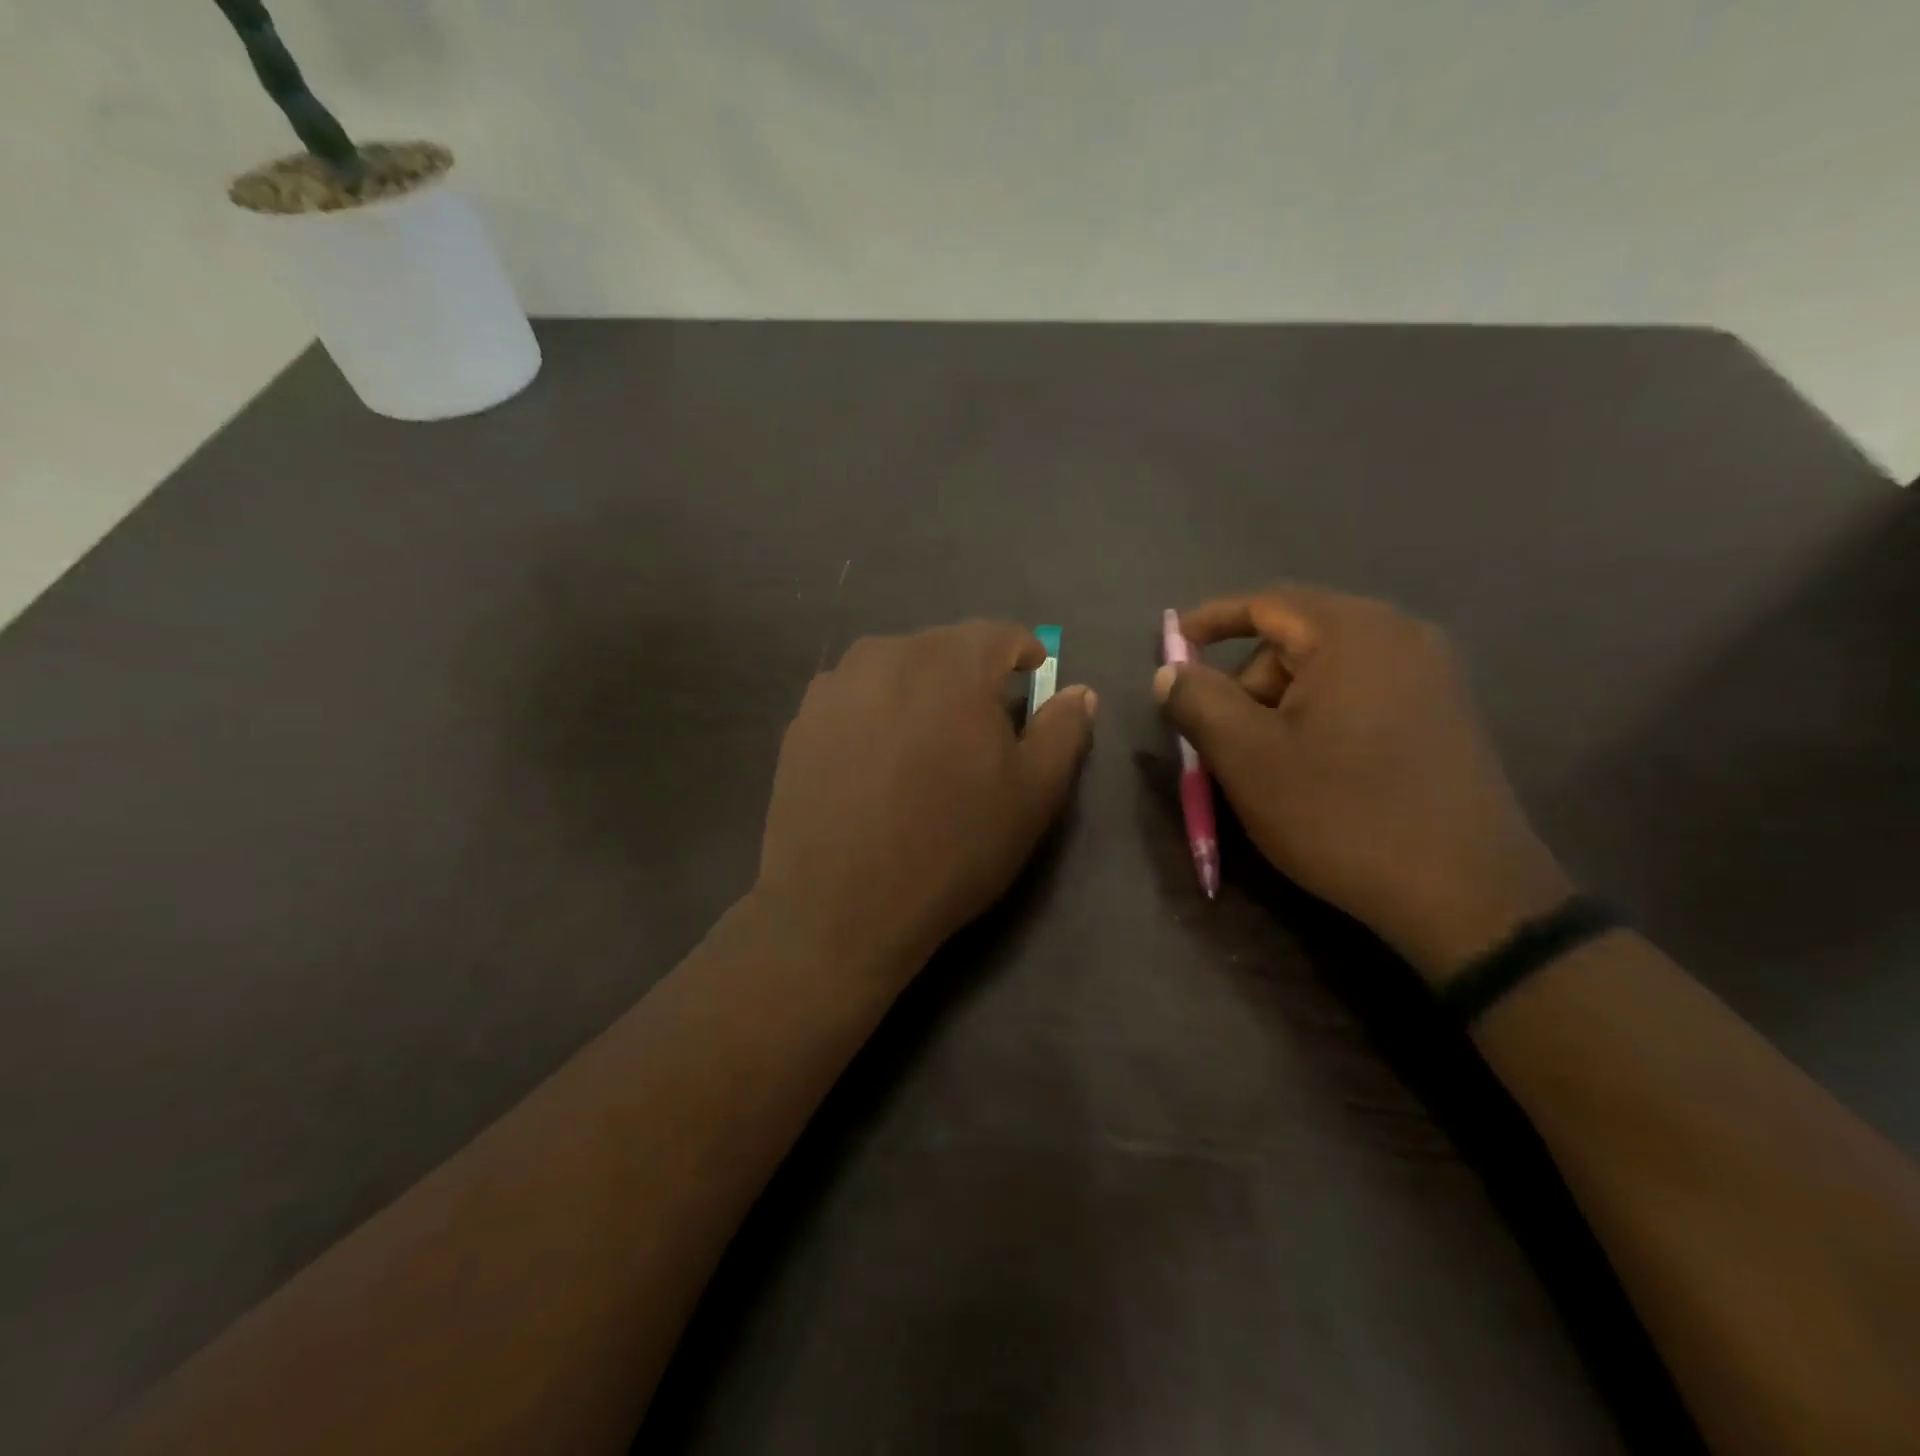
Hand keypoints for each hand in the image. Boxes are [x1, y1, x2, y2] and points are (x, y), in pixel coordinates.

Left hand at [754, 621, 1096, 988]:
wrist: (841, 904)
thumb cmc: (953, 845)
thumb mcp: (1033, 793)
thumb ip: (1064, 730)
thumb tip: (1081, 692)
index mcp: (953, 661)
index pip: (1001, 635)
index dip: (1024, 656)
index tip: (1031, 683)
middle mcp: (889, 653)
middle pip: (945, 649)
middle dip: (970, 678)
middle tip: (979, 730)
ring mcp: (837, 684)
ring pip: (896, 670)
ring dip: (919, 694)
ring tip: (924, 748)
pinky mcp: (801, 719)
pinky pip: (855, 699)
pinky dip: (875, 716)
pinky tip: (875, 765)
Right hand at [1157, 585, 1569, 983]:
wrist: (1466, 895)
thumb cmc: (1340, 814)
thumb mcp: (1246, 757)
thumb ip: (1197, 701)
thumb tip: (1171, 672)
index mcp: (1352, 633)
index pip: (1266, 602)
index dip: (1211, 621)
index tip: (1174, 647)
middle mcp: (1401, 636)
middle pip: (1296, 638)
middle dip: (1248, 681)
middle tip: (1224, 737)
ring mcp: (1433, 675)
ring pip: (1327, 670)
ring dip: (1282, 704)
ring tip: (1268, 763)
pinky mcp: (1445, 714)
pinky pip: (1362, 693)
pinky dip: (1321, 716)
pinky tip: (1315, 768)